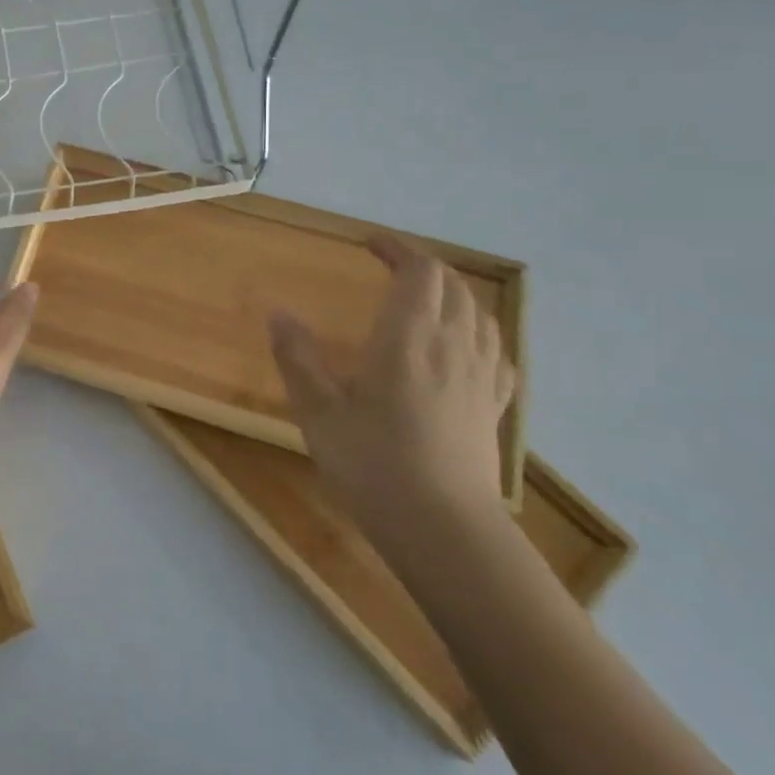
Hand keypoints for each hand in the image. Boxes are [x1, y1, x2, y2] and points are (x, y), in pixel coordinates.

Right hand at [266, 235, 515, 543]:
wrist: (445, 530)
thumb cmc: (374, 465)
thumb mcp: (319, 411)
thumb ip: (297, 357)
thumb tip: (278, 313)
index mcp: (409, 338)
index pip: (419, 272)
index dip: (397, 249)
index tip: (370, 244)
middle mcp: (452, 346)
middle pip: (452, 286)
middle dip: (422, 267)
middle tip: (390, 267)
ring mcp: (480, 377)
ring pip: (479, 314)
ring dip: (452, 294)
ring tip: (425, 299)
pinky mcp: (493, 408)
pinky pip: (496, 352)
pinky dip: (478, 332)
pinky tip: (466, 348)